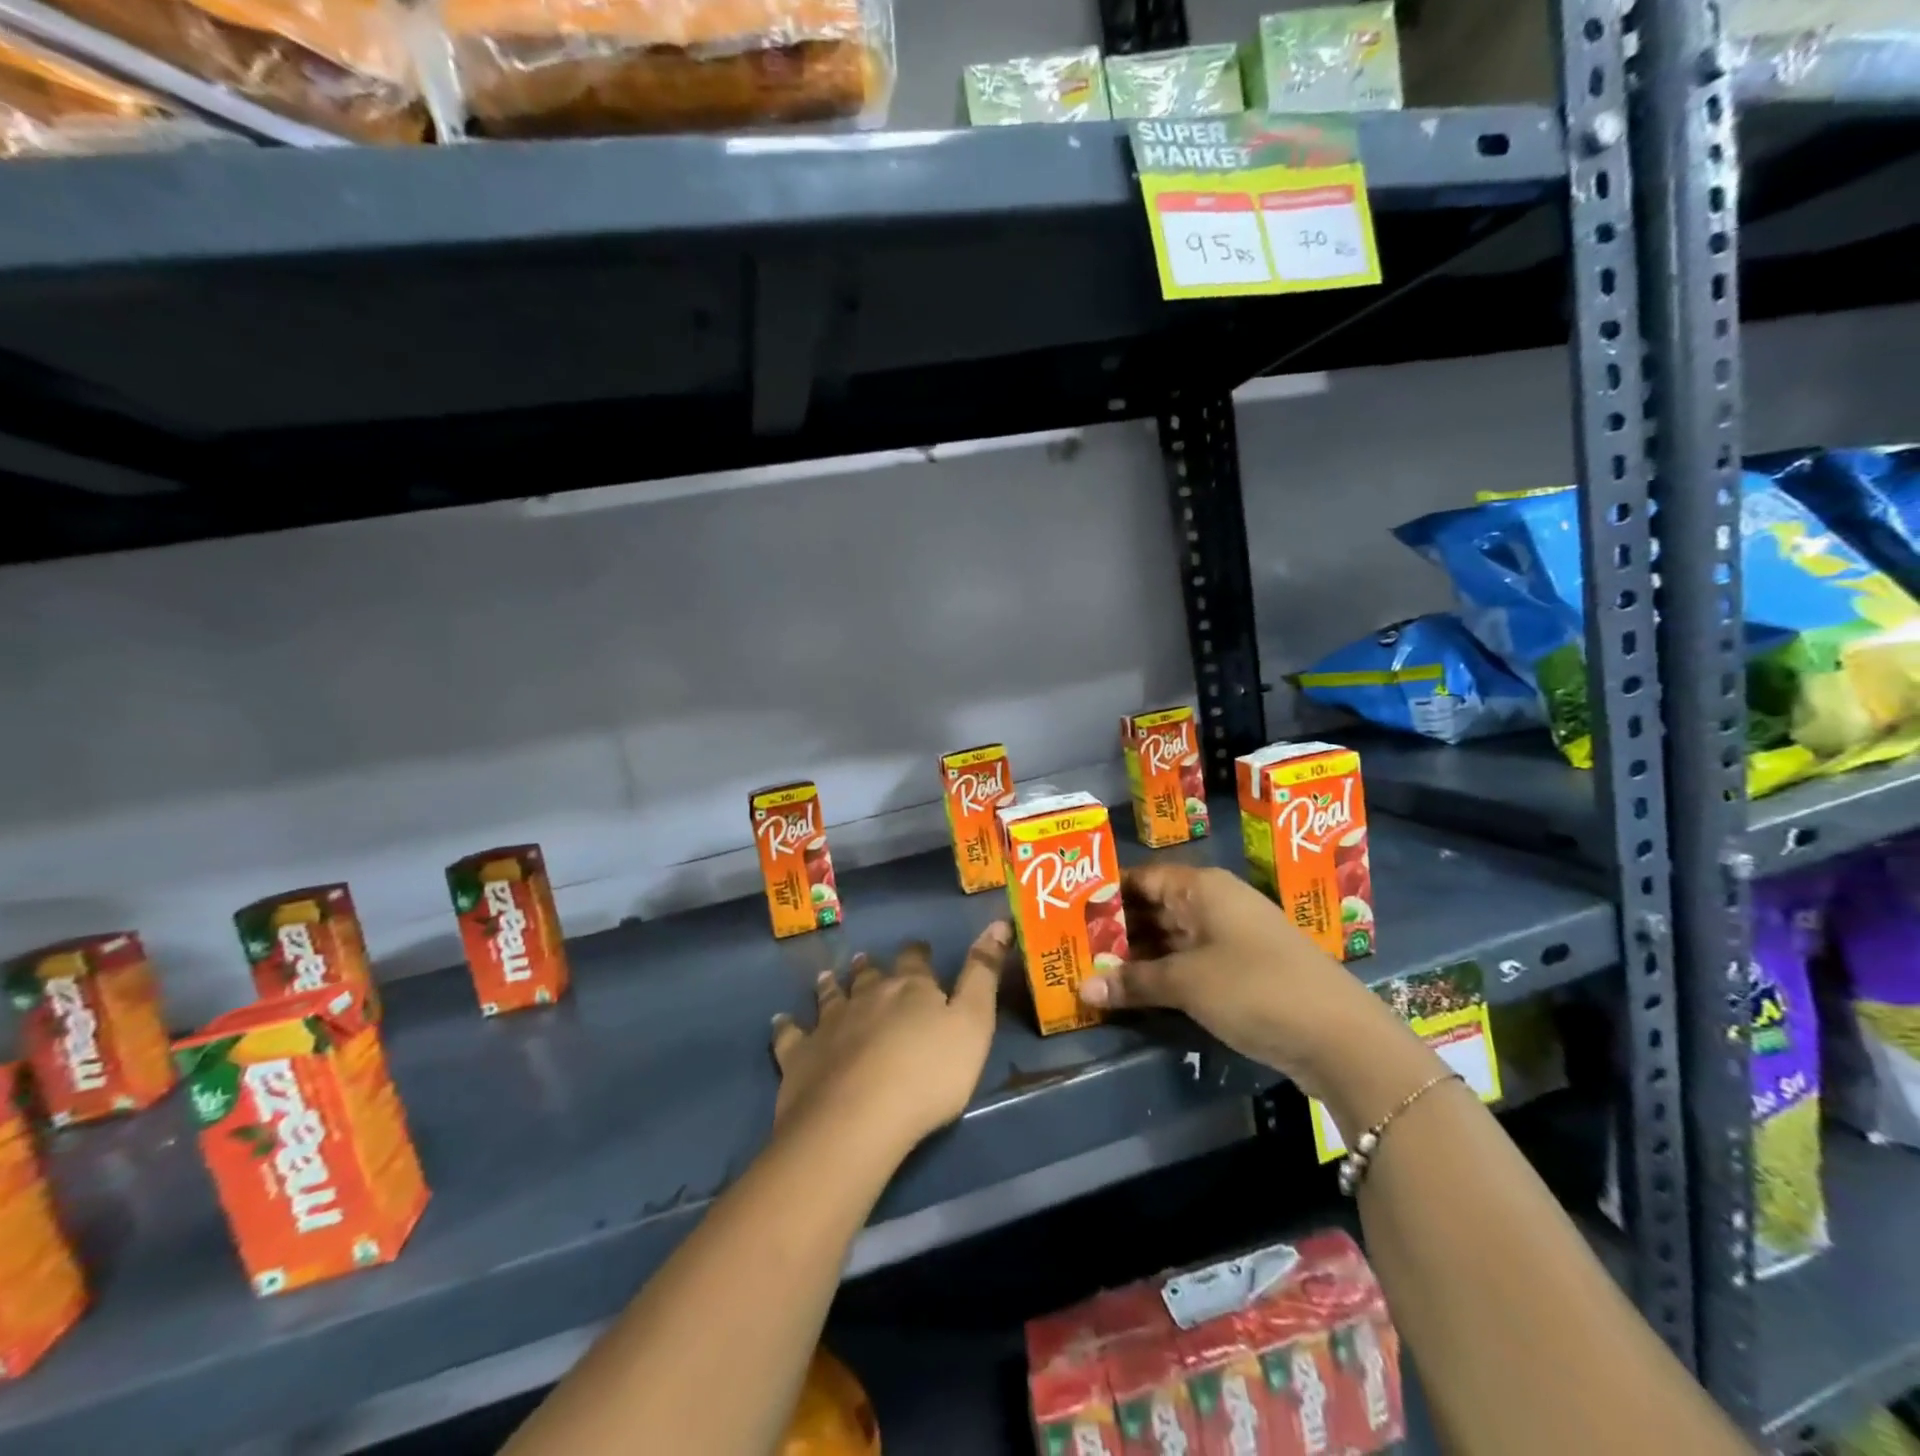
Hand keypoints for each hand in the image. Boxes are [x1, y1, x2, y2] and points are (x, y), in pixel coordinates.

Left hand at [770, 923, 1007, 1156]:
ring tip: (828, 977)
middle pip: (869, 976)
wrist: (858, 1118)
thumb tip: (998, 922)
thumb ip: (983, 975)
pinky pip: (789, 1035)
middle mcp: (867, 996)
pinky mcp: (800, 1055)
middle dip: (871, 969)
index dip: (917, 955)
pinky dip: (785, 1026)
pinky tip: (780, 1021)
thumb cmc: (929, 1074)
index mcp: (910, 989)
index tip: (918, 950)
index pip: (915, 961)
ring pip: (830, 995)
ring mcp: (829, 1023)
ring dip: (831, 986)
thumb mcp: (973, 1023)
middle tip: (867, 961)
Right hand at [1078, 864, 1405, 1104]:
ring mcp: (1231, 938)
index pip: (1141, 878)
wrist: (1341, 1037)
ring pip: (1170, 937)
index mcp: (1203, 887)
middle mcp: (1215, 903)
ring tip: (1090, 969)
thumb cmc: (1255, 988)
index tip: (1066, 910)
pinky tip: (1132, 990)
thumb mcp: (1187, 983)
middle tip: (1071, 946)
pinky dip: (1161, 974)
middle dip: (1115, 928)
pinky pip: (1189, 962)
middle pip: (1154, 907)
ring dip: (1136, 955)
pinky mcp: (1241, 971)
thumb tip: (1081, 989)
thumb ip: (1133, 982)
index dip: (1105, 892)